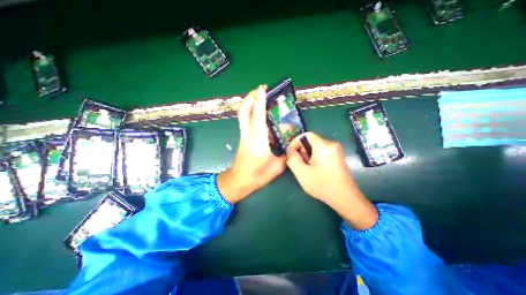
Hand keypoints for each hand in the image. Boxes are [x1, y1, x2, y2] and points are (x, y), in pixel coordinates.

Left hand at [216, 85, 285, 202]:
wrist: (238, 181)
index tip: (263, 88)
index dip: (260, 101)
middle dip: (251, 97)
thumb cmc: (257, 176)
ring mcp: (243, 136)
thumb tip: (291, 145)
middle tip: (260, 89)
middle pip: (244, 111)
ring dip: (249, 103)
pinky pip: (245, 121)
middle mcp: (248, 135)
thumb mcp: (277, 167)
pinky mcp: (243, 138)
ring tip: (259, 97)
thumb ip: (285, 154)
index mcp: (258, 142)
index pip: (258, 117)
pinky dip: (250, 112)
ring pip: (243, 115)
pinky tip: (259, 113)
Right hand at [288, 132, 378, 230]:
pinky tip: (314, 169)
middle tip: (299, 164)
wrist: (345, 198)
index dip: (295, 142)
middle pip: (310, 141)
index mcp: (323, 145)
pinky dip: (314, 157)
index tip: (291, 154)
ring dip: (307, 155)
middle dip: (301, 151)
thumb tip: (290, 149)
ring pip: (315, 147)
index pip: (305, 135)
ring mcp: (336, 150)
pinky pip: (321, 151)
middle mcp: (331, 144)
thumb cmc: (322, 185)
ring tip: (306, 169)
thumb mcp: (301, 172)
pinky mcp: (338, 156)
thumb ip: (292, 158)